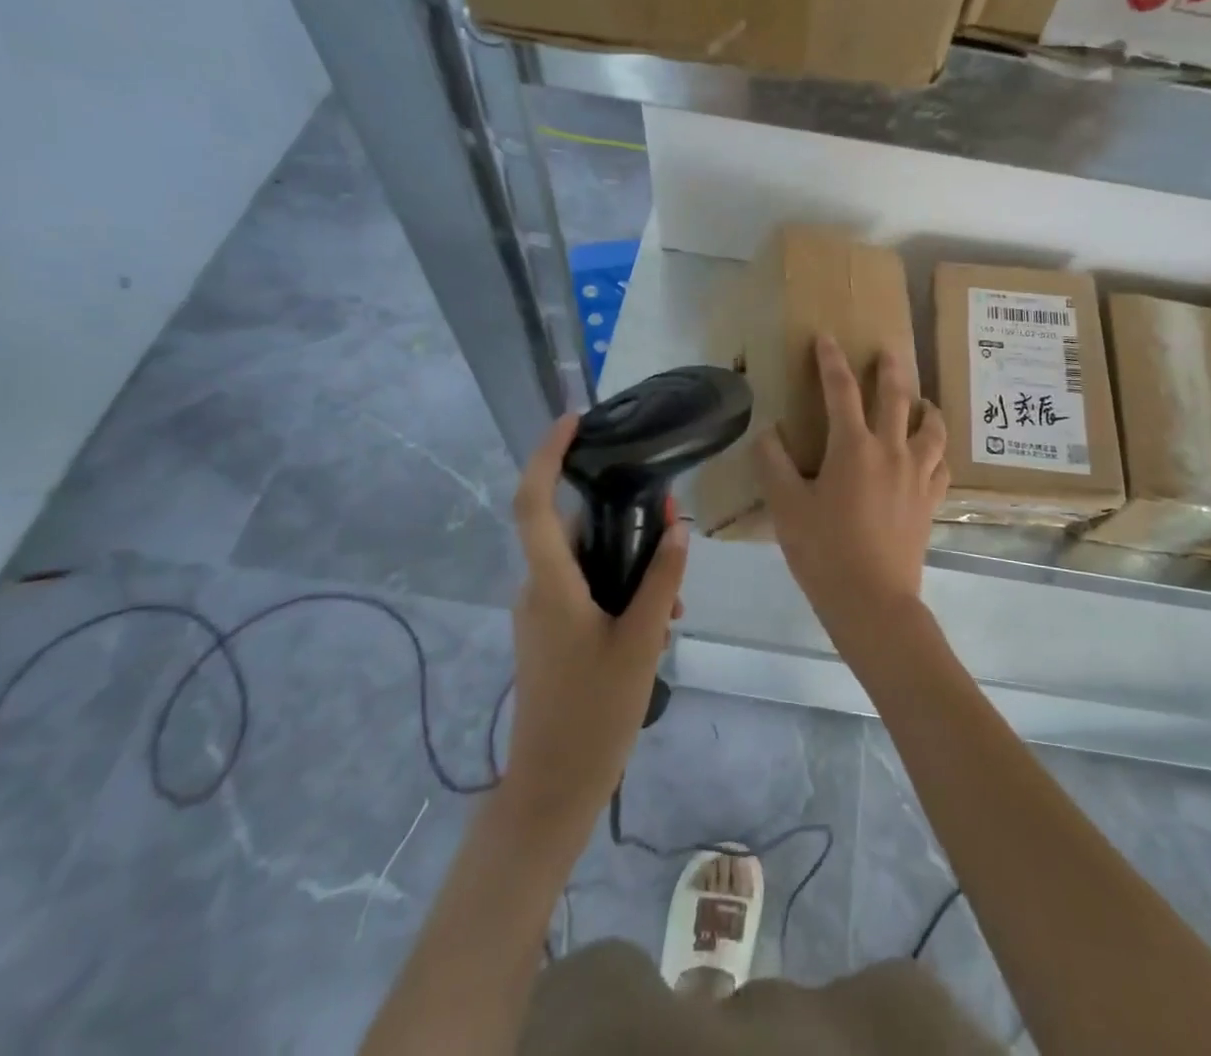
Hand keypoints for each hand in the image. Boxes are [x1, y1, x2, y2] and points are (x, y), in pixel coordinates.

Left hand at [504, 414, 686, 830]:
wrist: (553, 789)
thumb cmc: (595, 713)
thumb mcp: (642, 640)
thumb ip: (661, 578)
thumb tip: (677, 527)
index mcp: (550, 585)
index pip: (533, 503)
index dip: (546, 455)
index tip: (573, 422)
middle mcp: (536, 590)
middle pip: (572, 529)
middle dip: (620, 519)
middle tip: (670, 524)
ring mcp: (540, 614)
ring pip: (585, 564)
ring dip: (628, 564)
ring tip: (674, 598)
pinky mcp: (549, 634)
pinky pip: (584, 590)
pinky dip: (619, 590)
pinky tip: (657, 620)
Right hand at [754, 336, 947, 653]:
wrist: (873, 601)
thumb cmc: (824, 552)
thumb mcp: (787, 508)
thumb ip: (774, 465)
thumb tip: (768, 433)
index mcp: (853, 447)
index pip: (841, 390)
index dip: (831, 361)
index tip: (827, 338)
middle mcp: (891, 450)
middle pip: (896, 396)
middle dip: (889, 368)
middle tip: (887, 350)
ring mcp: (917, 475)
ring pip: (932, 427)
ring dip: (925, 406)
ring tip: (921, 400)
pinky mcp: (931, 500)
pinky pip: (942, 464)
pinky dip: (938, 450)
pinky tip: (932, 452)